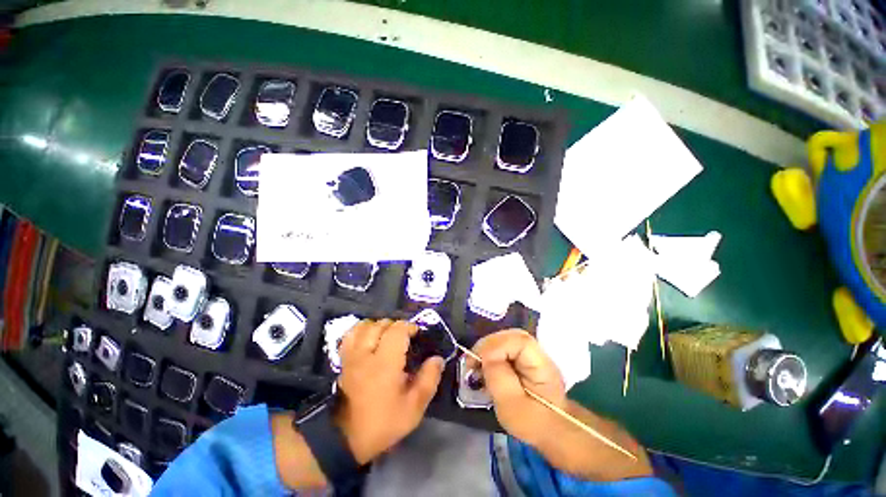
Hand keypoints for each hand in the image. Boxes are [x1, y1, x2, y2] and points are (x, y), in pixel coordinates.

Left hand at [334, 319, 444, 464]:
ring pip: (365, 326)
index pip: (397, 330)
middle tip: (405, 337)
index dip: (409, 327)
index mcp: (385, 363)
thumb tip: (437, 359)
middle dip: (396, 326)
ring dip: (380, 325)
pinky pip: (350, 335)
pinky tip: (369, 337)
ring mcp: (352, 355)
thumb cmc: (383, 422)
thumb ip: (429, 379)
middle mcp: (367, 353)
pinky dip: (362, 330)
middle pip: (381, 324)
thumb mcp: (414, 407)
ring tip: (388, 335)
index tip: (417, 335)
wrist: (345, 439)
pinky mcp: (343, 360)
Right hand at [470, 330, 652, 480]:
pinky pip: (502, 347)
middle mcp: (536, 351)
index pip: (518, 341)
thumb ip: (499, 378)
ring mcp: (529, 352)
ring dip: (486, 350)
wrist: (550, 428)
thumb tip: (484, 356)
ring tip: (474, 366)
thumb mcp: (513, 407)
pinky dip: (489, 354)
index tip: (478, 363)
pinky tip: (482, 367)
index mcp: (541, 364)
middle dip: (487, 346)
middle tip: (471, 363)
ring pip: (503, 339)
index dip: (496, 346)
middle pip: (508, 336)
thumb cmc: (534, 423)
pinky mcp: (521, 356)